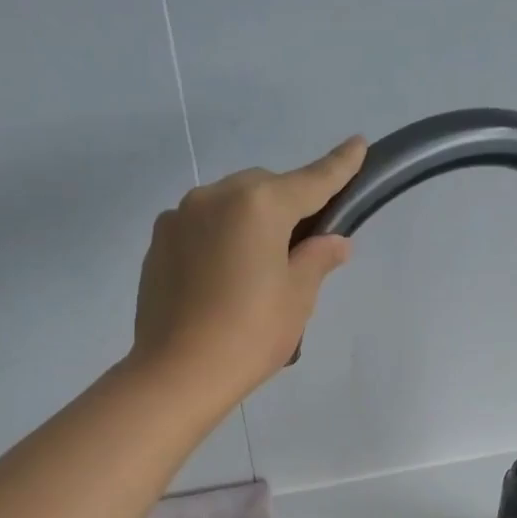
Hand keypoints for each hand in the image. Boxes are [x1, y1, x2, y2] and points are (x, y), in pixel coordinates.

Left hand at [129, 137, 366, 406]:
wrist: (178, 373)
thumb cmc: (250, 335)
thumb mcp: (297, 298)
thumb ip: (317, 259)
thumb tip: (334, 242)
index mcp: (259, 204)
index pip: (311, 181)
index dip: (339, 166)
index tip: (358, 144)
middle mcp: (215, 196)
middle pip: (265, 189)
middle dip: (286, 208)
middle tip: (299, 250)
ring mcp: (180, 217)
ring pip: (228, 206)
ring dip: (249, 223)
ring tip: (255, 272)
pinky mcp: (158, 243)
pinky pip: (200, 228)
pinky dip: (219, 240)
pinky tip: (221, 280)